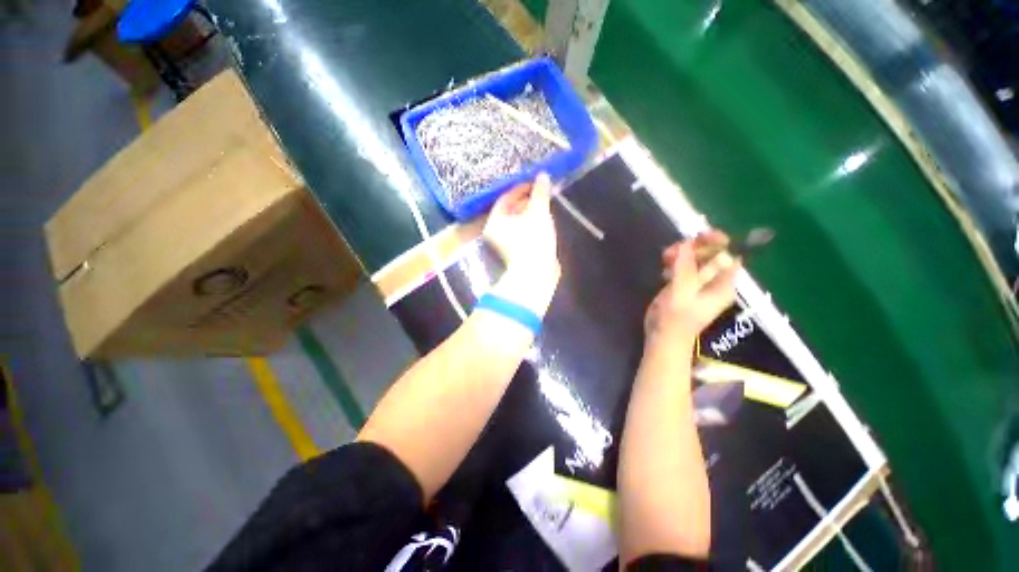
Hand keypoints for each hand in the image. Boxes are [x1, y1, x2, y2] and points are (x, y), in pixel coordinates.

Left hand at [484, 173, 560, 313]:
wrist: (537, 273)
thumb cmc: (533, 240)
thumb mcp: (538, 212)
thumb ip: (540, 192)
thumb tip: (543, 175)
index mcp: (496, 221)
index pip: (506, 198)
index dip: (521, 188)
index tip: (536, 183)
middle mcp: (497, 231)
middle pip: (511, 209)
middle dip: (528, 200)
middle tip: (543, 194)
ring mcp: (507, 243)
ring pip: (518, 221)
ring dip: (531, 212)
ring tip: (546, 206)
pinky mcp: (517, 251)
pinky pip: (523, 232)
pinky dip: (532, 224)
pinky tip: (544, 222)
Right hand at [644, 232, 738, 345]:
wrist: (664, 336)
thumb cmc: (676, 317)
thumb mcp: (681, 291)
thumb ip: (685, 267)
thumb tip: (687, 244)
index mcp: (723, 284)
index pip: (728, 255)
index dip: (717, 242)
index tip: (699, 235)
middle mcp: (714, 281)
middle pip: (710, 255)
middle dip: (693, 248)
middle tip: (672, 250)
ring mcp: (698, 283)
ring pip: (695, 259)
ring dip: (681, 254)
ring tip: (665, 258)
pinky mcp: (684, 285)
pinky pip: (683, 266)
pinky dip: (675, 262)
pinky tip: (664, 265)